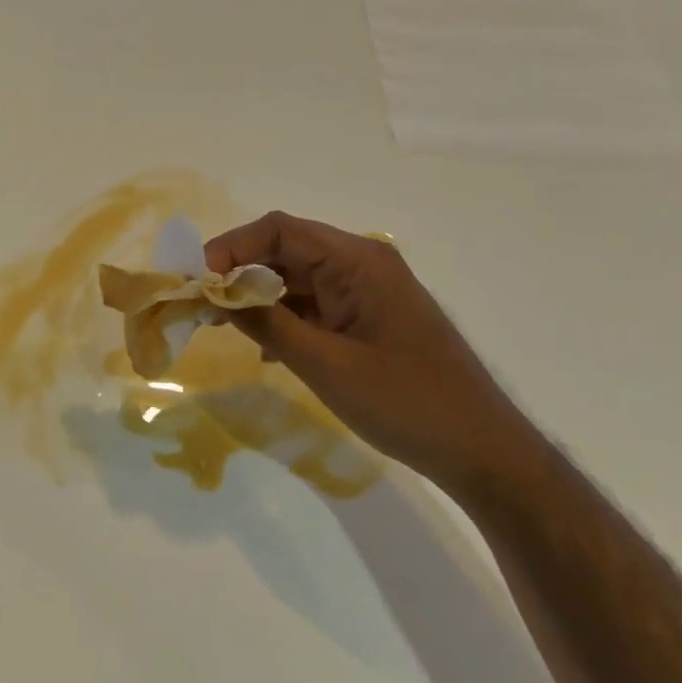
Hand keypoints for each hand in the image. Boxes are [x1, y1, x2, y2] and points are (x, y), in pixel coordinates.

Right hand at [206, 212, 536, 497]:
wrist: (483, 452)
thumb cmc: (406, 402)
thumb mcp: (325, 364)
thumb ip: (267, 324)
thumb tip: (215, 294)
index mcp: (357, 261)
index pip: (279, 230)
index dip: (232, 246)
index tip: (198, 279)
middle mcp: (361, 264)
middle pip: (286, 250)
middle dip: (239, 271)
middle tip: (201, 302)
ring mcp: (367, 291)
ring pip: (297, 278)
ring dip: (258, 296)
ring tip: (221, 322)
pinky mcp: (368, 317)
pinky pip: (314, 303)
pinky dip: (284, 317)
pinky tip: (264, 348)